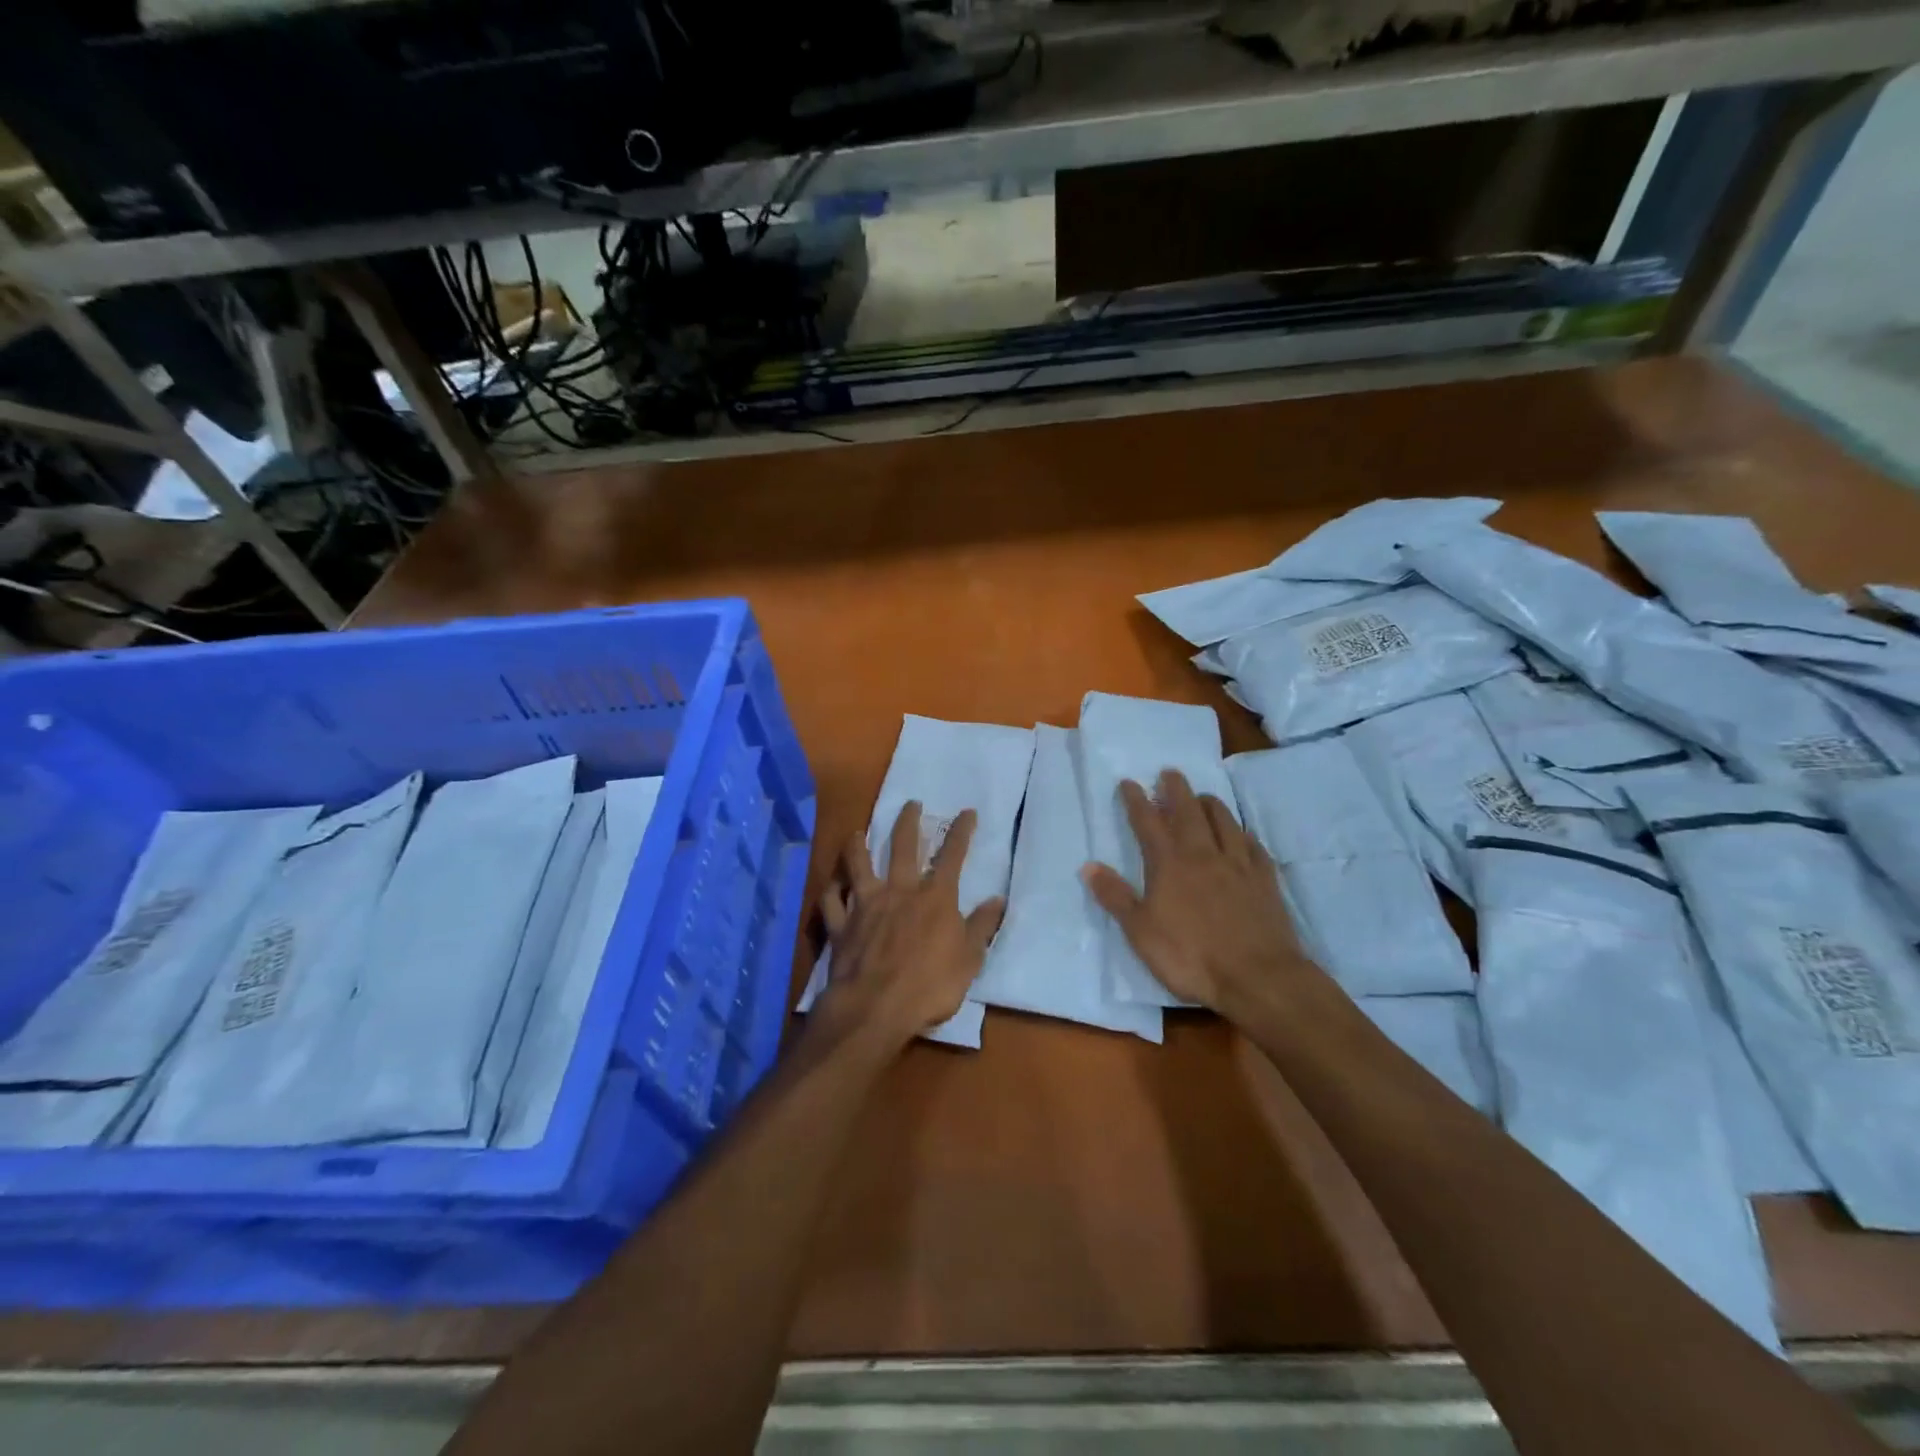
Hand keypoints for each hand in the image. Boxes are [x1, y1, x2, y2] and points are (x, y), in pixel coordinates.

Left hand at [814, 802, 1005, 1049]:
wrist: (875, 1008)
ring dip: (857, 845)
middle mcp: (899, 891)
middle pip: (903, 847)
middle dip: (908, 822)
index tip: (966, 812)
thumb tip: (997, 900)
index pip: (952, 855)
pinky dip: (832, 890)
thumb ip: (981, 927)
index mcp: (935, 897)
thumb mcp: (969, 960)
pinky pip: (832, 901)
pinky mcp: (840, 925)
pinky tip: (832, 885)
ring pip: (858, 865)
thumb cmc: (930, 986)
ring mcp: (865, 905)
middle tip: (911, 804)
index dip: (961, 831)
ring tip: (856, 832)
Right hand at [1082, 769, 1320, 1020]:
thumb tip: (1088, 865)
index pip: (1148, 822)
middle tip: (1170, 772)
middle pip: (1188, 811)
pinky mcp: (1265, 880)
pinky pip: (1253, 846)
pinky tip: (1243, 835)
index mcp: (1169, 864)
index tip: (1129, 782)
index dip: (1136, 800)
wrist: (1257, 977)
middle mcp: (1203, 854)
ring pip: (1224, 821)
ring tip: (1203, 796)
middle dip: (1176, 789)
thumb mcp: (1140, 931)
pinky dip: (1243, 834)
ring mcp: (1238, 865)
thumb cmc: (1190, 956)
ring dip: (1210, 804)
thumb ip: (1115, 896)